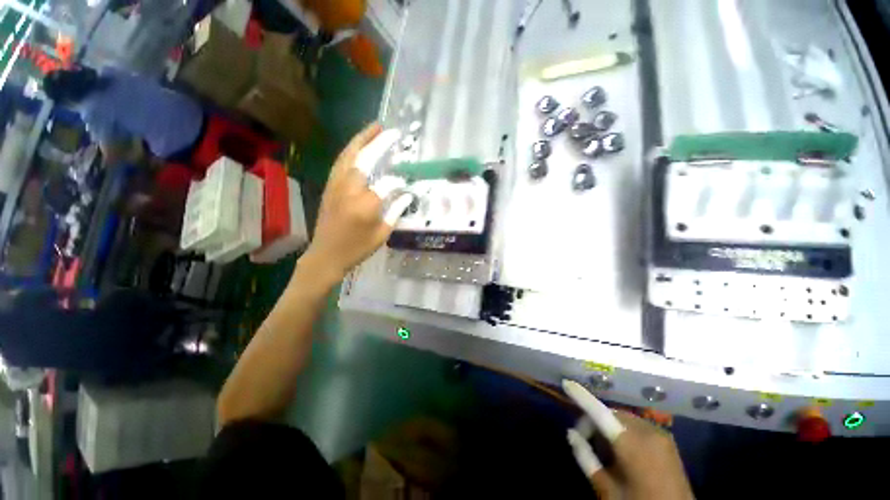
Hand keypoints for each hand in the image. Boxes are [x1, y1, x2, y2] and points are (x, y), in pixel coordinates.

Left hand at [300, 123, 409, 281]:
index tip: (408, 179)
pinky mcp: (329, 187)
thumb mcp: (382, 234)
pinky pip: (341, 163)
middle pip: (364, 159)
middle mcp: (349, 190)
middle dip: (378, 143)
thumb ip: (395, 211)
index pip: (386, 184)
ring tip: (374, 128)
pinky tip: (359, 147)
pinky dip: (351, 151)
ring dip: (361, 140)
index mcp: (365, 206)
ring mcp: (335, 186)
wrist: (326, 255)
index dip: (399, 180)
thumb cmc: (357, 249)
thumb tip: (406, 195)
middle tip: (390, 130)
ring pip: (348, 156)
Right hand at [563, 380, 693, 499]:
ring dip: (608, 426)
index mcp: (632, 445)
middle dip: (594, 421)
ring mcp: (660, 435)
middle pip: (611, 414)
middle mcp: (648, 432)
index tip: (566, 383)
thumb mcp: (608, 491)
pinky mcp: (667, 440)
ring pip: (623, 418)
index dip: (582, 396)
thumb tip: (571, 434)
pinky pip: (637, 425)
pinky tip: (621, 450)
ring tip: (603, 449)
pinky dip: (623, 430)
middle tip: (584, 440)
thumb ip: (587, 459)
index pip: (600, 412)